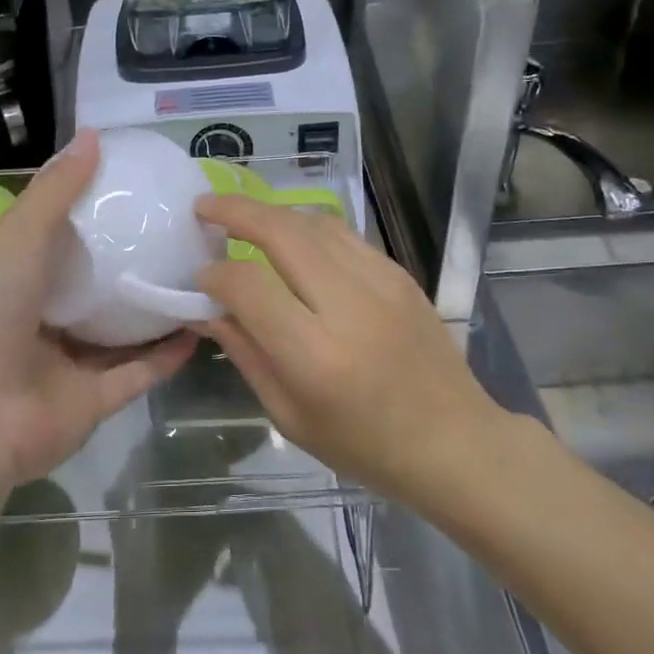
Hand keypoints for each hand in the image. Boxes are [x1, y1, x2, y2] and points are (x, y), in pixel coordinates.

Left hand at [0, 132, 193, 486]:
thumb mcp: (18, 236)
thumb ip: (56, 190)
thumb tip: (93, 136)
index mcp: (17, 281)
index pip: (59, 243)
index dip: (95, 218)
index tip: (139, 193)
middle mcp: (42, 321)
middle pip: (95, 289)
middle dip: (132, 266)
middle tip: (180, 236)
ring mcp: (68, 365)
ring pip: (121, 333)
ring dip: (155, 309)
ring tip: (199, 277)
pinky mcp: (94, 404)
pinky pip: (138, 373)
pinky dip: (168, 353)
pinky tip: (200, 325)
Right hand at [194, 196, 495, 500]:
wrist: (454, 441)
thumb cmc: (364, 445)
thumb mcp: (289, 415)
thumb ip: (245, 353)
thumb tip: (206, 308)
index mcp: (315, 355)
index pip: (249, 286)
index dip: (215, 274)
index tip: (200, 276)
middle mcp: (348, 306)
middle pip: (281, 233)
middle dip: (235, 212)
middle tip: (204, 207)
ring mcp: (380, 282)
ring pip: (312, 223)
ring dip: (271, 213)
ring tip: (242, 217)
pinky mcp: (399, 272)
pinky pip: (343, 234)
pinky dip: (306, 227)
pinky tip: (291, 238)